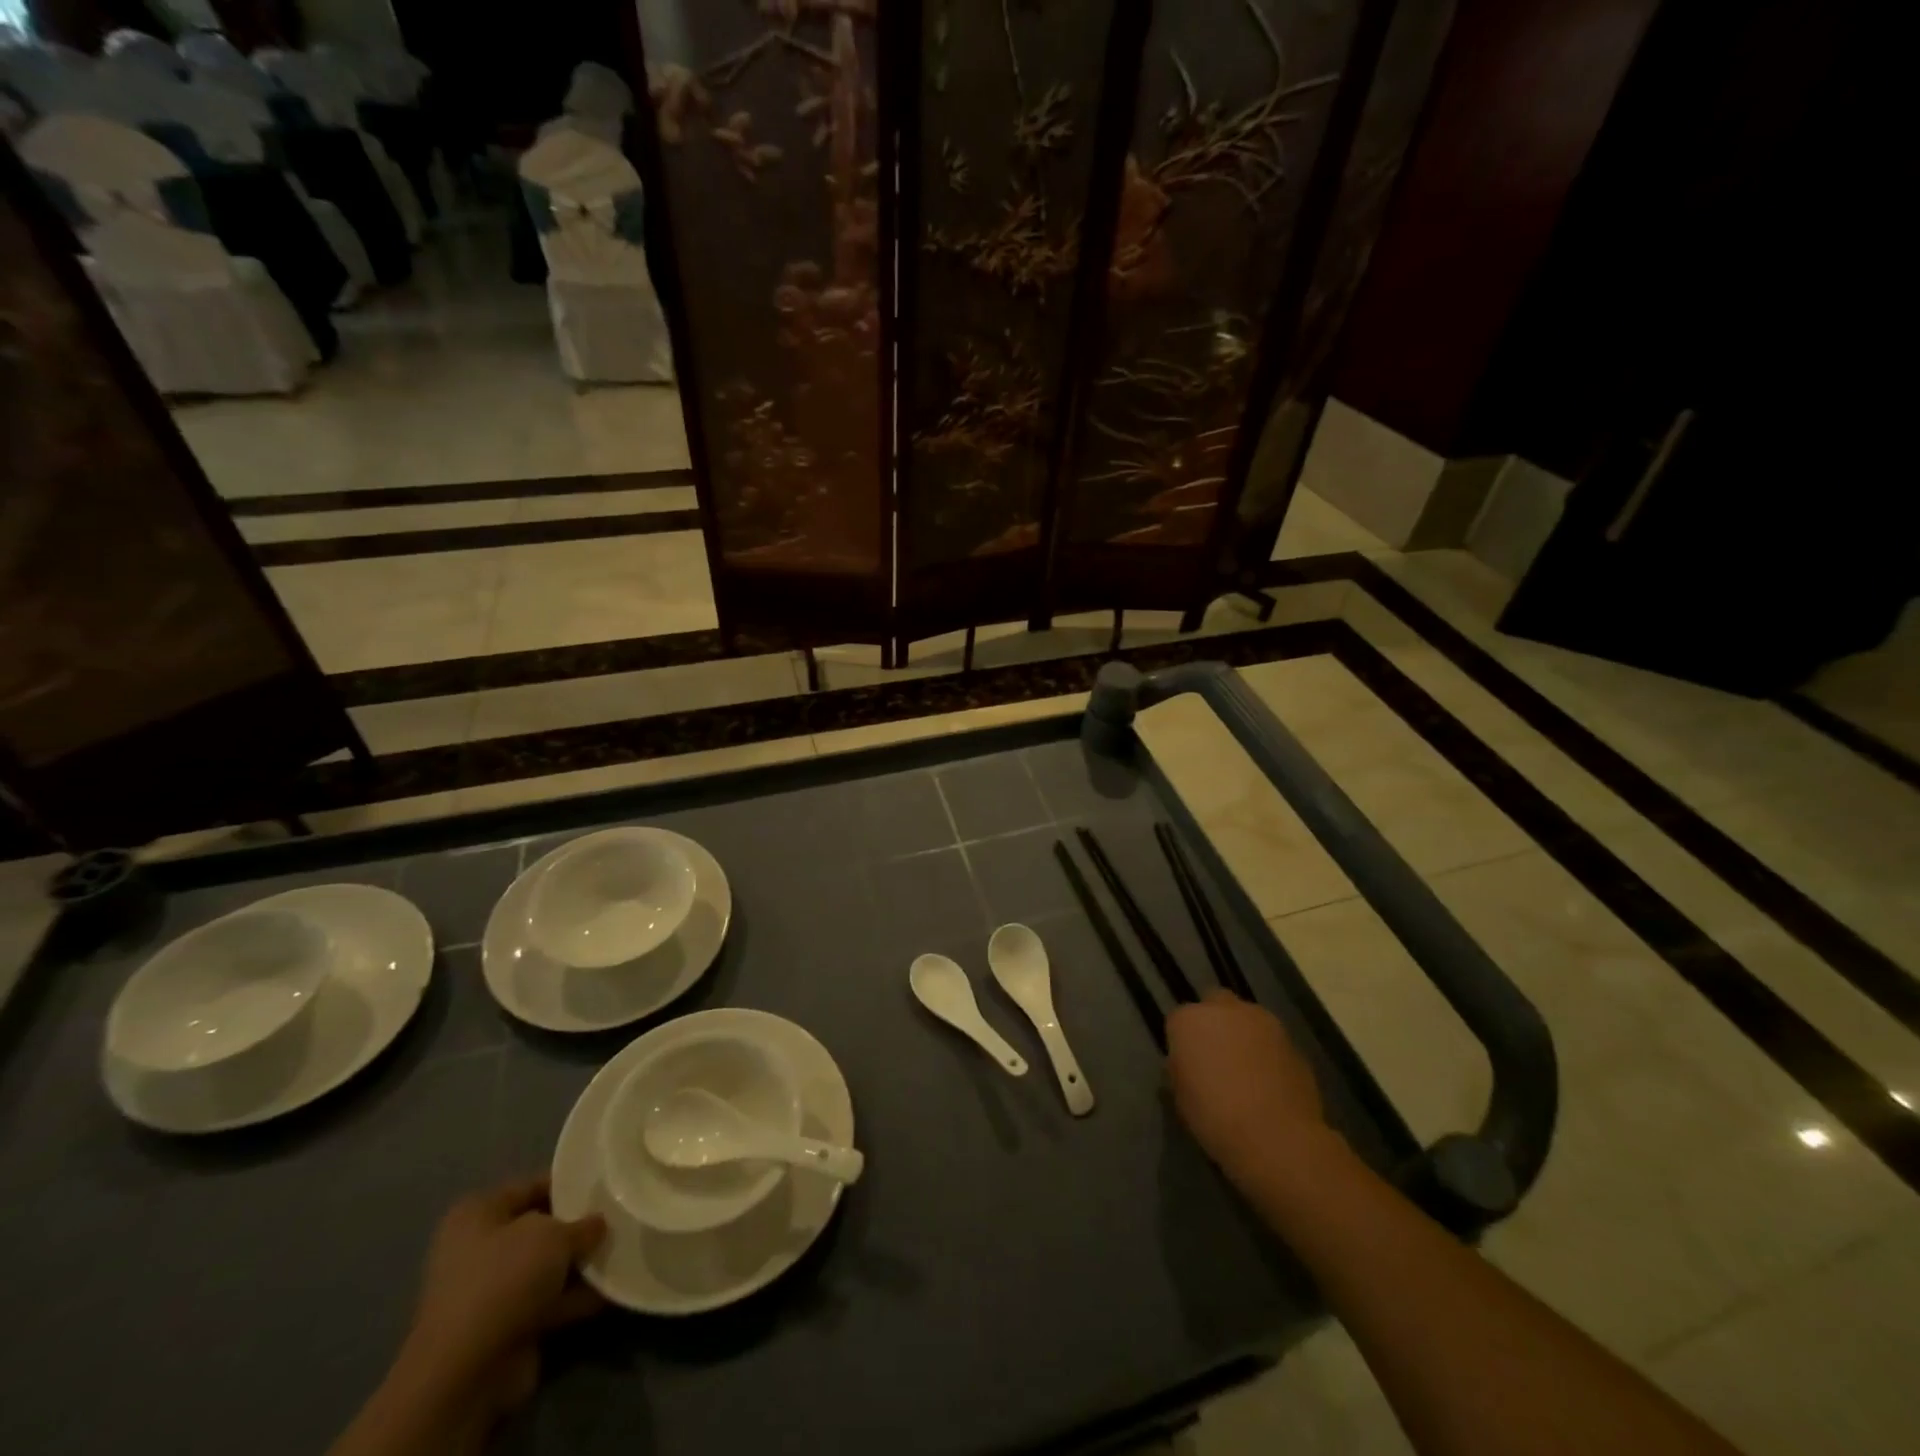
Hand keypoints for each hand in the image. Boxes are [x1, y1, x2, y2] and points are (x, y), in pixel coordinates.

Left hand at [400, 1176, 606, 1414]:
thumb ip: (583, 1224)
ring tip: (624, 1251)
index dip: (570, 1183)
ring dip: (580, 1265)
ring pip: (547, 1268)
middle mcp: (478, 1249)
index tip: (605, 1184)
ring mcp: (490, 1293)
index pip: (532, 1186)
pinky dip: (577, 1298)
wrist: (466, 1373)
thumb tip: (598, 1224)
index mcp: (477, 1213)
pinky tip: (614, 1289)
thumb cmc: (504, 1279)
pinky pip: (549, 1303)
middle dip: (578, 1227)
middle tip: (619, 1217)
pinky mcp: (505, 1328)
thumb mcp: (555, 1235)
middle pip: (541, 1228)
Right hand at [1167, 990, 1326, 1184]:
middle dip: (1214, 1022)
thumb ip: (1181, 1070)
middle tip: (1216, 1056)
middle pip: (1215, 1003)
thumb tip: (1188, 1065)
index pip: (1178, 1021)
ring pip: (1247, 1018)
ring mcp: (1263, 1022)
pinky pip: (1272, 1041)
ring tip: (1246, 1069)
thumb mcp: (1181, 1097)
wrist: (1277, 1138)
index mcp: (1189, 1020)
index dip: (1183, 1042)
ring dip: (1244, 1034)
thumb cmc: (1216, 1118)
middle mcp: (1225, 1009)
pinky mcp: (1293, 1041)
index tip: (1187, 1065)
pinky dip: (1268, 1053)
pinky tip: (1270, 1082)